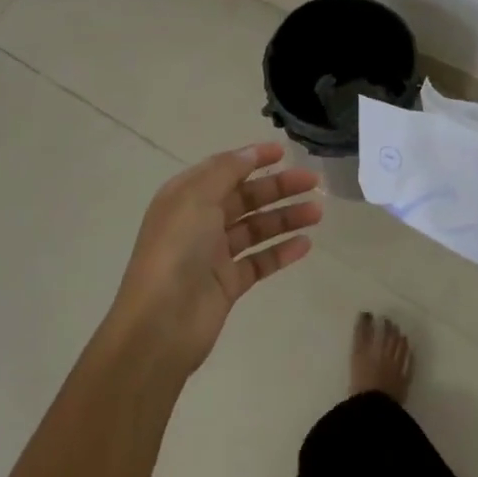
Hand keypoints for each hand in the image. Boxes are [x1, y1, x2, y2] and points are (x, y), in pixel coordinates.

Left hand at [108, 142, 321, 374]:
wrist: (160, 324)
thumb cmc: (176, 250)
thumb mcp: (197, 197)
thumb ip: (227, 170)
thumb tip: (251, 152)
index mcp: (186, 196)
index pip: (225, 169)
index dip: (253, 158)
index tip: (284, 151)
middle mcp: (199, 221)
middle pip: (245, 197)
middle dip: (278, 187)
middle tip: (313, 182)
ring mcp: (214, 254)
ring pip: (256, 228)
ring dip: (286, 217)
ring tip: (317, 212)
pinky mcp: (228, 284)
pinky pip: (259, 261)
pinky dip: (281, 252)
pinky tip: (305, 244)